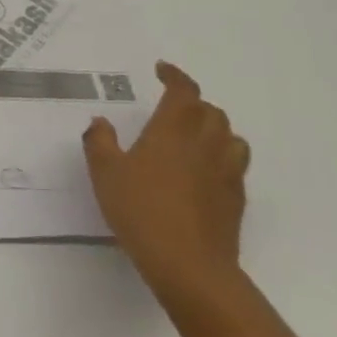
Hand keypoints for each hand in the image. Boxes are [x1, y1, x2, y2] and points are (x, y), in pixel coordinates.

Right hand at [83, 62, 249, 308]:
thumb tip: (100, 122)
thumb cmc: (142, 211)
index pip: (183, 91)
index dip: (175, 76)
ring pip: (231, 137)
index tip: (162, 70)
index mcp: (173, 130)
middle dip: (193, 104)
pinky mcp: (236, 199)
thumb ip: (99, 143)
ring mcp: (226, 172)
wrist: (190, 266)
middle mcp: (205, 144)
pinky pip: (235, 166)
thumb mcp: (105, 174)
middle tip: (172, 109)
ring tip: (194, 138)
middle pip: (211, 112)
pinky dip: (221, 158)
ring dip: (214, 129)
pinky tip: (203, 174)